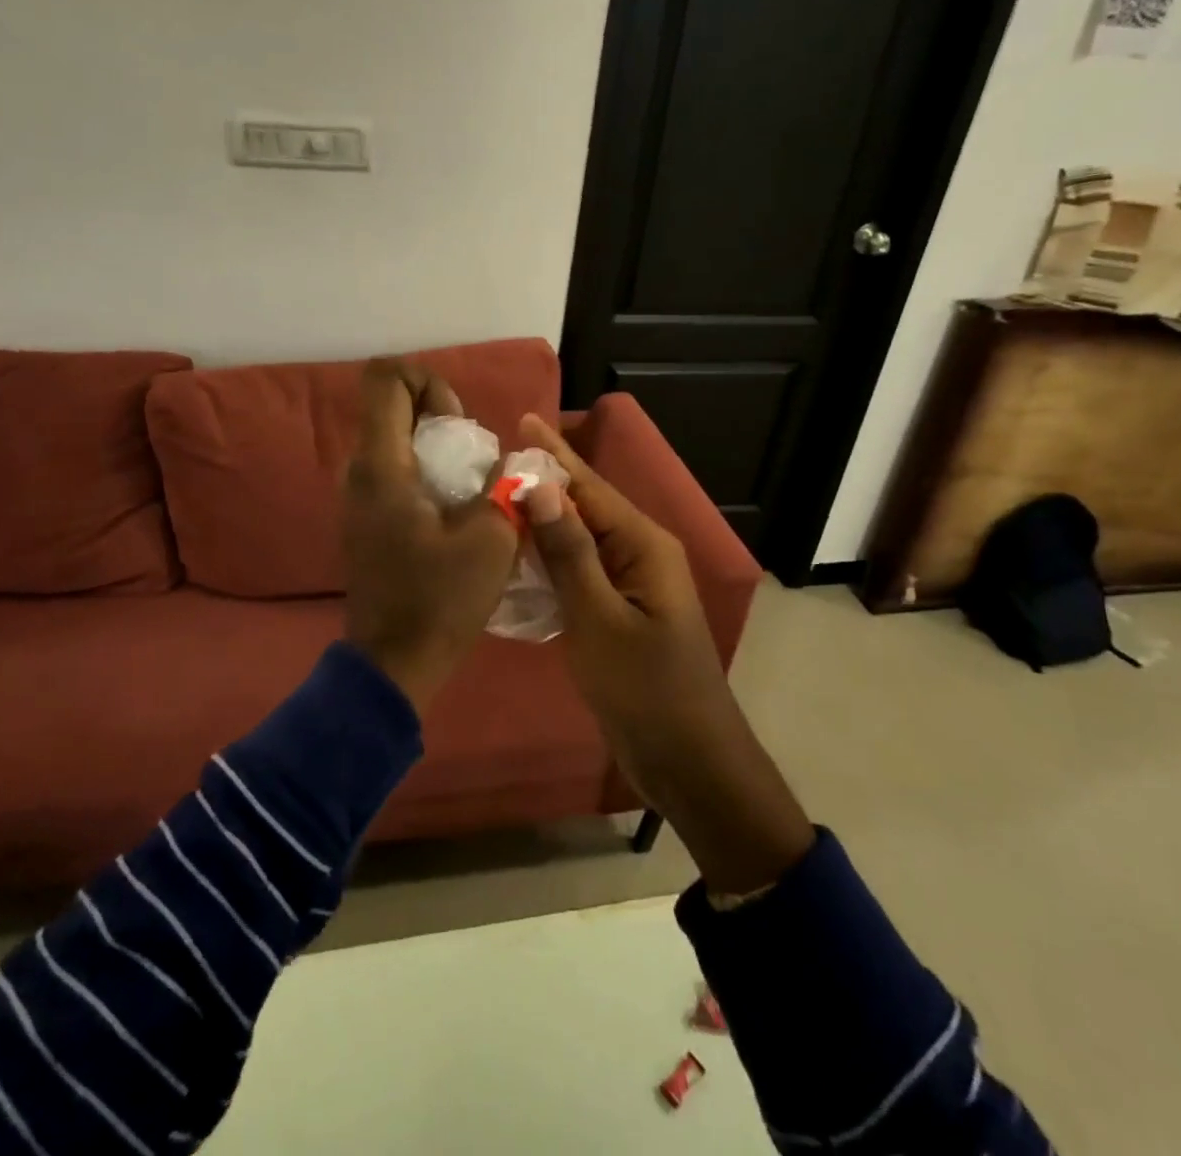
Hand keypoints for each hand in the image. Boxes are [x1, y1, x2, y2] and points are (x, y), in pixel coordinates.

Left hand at [343, 360, 518, 711]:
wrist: (395, 662)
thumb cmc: (440, 600)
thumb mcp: (492, 539)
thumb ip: (506, 487)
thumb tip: (509, 465)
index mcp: (382, 465)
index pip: (385, 378)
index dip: (427, 380)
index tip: (458, 423)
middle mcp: (360, 471)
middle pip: (392, 406)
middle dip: (438, 416)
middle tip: (473, 458)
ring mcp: (358, 497)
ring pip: (394, 440)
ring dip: (435, 448)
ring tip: (470, 487)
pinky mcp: (365, 520)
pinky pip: (394, 472)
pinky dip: (424, 473)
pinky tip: (453, 512)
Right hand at [520, 414, 812, 892]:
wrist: (688, 760)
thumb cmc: (645, 689)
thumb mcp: (598, 618)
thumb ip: (568, 552)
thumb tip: (539, 487)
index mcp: (643, 544)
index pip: (590, 486)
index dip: (553, 454)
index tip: (520, 420)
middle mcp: (640, 553)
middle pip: (586, 506)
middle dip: (544, 482)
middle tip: (492, 461)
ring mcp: (631, 585)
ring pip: (580, 540)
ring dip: (543, 520)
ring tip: (495, 498)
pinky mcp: (619, 613)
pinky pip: (580, 572)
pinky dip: (549, 559)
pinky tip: (516, 556)